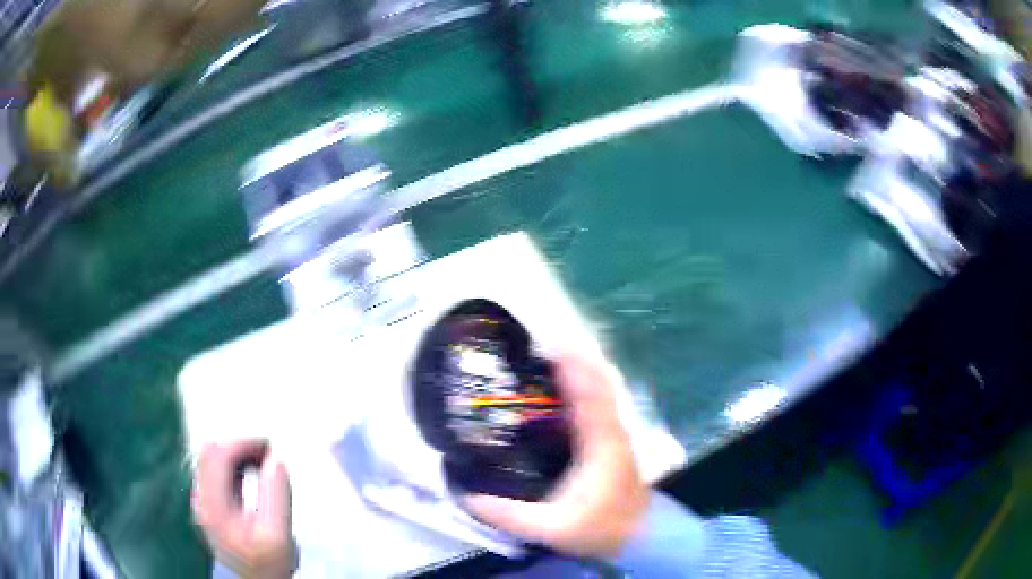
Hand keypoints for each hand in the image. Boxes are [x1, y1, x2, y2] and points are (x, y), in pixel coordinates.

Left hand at [192, 440, 296, 578]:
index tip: (269, 446)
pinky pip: (215, 473)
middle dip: (238, 446)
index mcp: (213, 504)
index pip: (219, 455)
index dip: (243, 444)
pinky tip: (250, 475)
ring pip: (210, 461)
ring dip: (235, 455)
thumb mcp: (277, 535)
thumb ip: (277, 497)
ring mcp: (204, 503)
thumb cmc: (266, 564)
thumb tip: (276, 462)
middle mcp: (202, 499)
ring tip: (261, 460)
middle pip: (210, 453)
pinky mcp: (210, 508)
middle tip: (266, 451)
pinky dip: (232, 467)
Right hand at [464, 354, 649, 557]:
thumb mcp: (551, 528)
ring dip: (578, 370)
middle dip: (571, 359)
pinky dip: (583, 387)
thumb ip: (508, 515)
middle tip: (536, 348)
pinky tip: (561, 391)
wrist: (642, 536)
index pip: (588, 393)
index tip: (545, 345)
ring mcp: (615, 434)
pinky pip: (599, 403)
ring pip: (601, 390)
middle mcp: (611, 430)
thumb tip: (465, 496)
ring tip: (545, 359)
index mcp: (599, 443)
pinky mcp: (612, 441)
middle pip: (597, 381)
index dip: (570, 366)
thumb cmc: (601, 529)